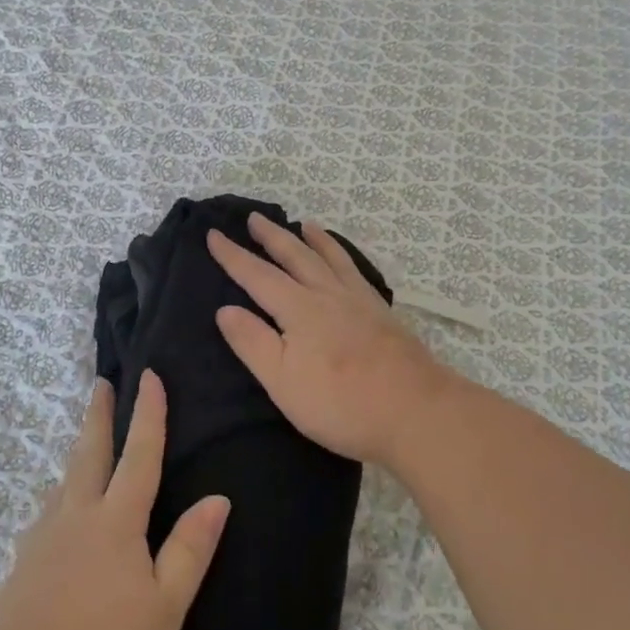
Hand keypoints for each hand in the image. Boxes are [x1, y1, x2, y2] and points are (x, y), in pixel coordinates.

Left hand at [0, 373, 228, 629]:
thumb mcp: (164, 610)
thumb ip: (189, 550)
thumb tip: (217, 497)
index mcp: (114, 523)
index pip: (138, 455)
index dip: (148, 414)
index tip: (149, 376)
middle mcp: (74, 519)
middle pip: (88, 454)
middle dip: (99, 416)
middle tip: (101, 384)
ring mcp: (41, 542)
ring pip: (64, 483)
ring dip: (79, 454)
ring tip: (88, 444)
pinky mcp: (21, 569)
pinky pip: (49, 515)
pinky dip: (63, 496)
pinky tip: (63, 516)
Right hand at [208, 214, 455, 473]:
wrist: (416, 411)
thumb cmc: (340, 403)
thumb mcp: (282, 381)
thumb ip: (253, 342)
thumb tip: (225, 309)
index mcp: (299, 309)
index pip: (257, 276)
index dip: (233, 256)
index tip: (213, 234)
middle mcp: (328, 295)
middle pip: (295, 256)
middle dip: (271, 237)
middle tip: (254, 217)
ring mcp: (360, 302)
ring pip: (331, 258)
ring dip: (313, 240)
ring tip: (304, 224)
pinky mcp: (383, 314)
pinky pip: (356, 272)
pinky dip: (345, 257)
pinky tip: (346, 262)